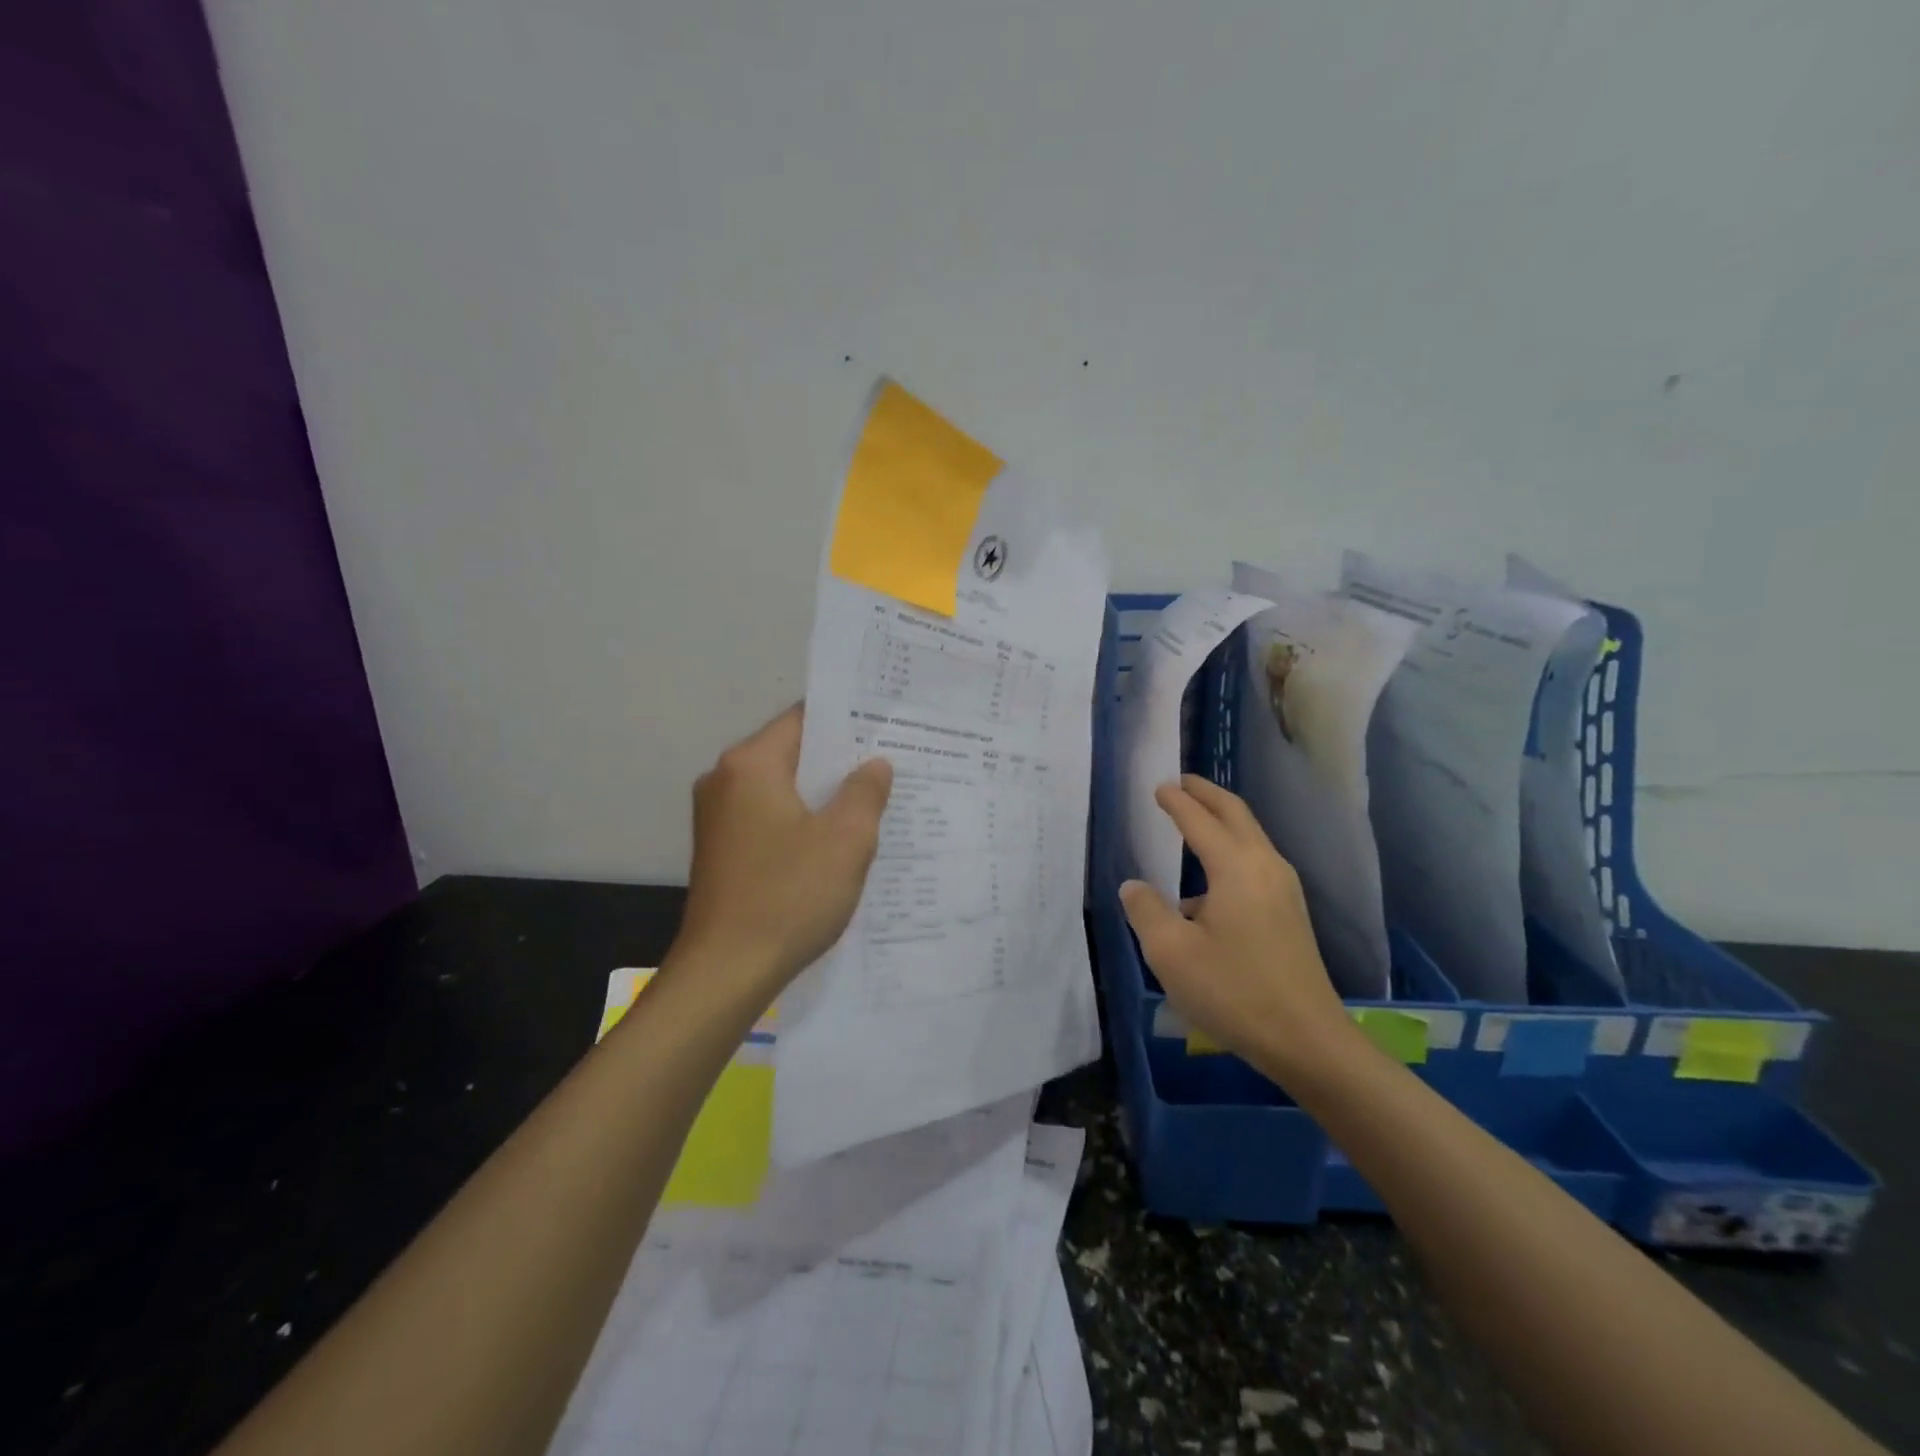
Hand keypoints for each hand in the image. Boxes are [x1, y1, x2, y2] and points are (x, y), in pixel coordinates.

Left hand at [676, 705, 892, 989]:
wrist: (725, 972)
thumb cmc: (789, 896)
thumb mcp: (846, 840)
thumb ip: (865, 791)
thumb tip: (874, 764)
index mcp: (751, 764)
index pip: (805, 719)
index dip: (848, 722)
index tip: (886, 728)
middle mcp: (725, 779)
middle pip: (792, 753)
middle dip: (840, 762)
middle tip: (891, 767)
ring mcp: (717, 816)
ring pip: (782, 788)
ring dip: (822, 795)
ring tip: (873, 804)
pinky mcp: (720, 848)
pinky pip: (769, 817)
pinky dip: (801, 821)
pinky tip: (836, 841)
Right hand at [1119, 776, 1354, 1078]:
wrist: (1308, 1041)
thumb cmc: (1234, 991)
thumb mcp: (1171, 953)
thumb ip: (1146, 911)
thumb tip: (1134, 885)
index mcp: (1236, 867)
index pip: (1200, 820)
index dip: (1176, 801)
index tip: (1158, 785)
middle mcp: (1265, 866)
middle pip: (1236, 814)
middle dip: (1207, 794)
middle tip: (1181, 782)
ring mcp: (1284, 890)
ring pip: (1250, 837)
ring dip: (1222, 820)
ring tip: (1193, 820)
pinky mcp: (1290, 913)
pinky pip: (1255, 862)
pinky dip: (1231, 849)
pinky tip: (1207, 884)